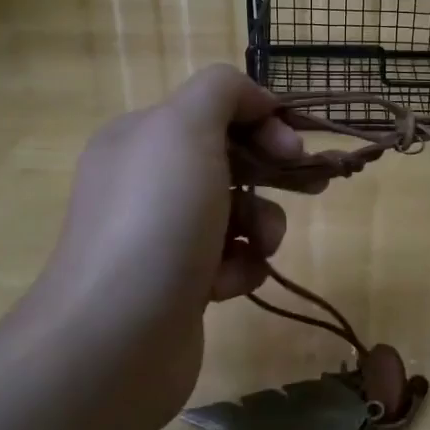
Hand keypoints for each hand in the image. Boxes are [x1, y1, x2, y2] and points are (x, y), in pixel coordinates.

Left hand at [18, 66, 310, 429]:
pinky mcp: (177, 285)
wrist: (115, 338)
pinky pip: (228, 260)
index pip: (214, 110)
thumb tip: (254, 100)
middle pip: (230, 160)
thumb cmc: (156, 220)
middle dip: (274, 171)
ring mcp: (161, 236)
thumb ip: (221, 92)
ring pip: (236, 213)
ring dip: (260, 224)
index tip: (295, 147)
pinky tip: (226, 285)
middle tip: (314, 185)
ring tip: (255, 247)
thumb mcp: (184, 128)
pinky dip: (239, 268)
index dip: (262, 121)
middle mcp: (147, 182)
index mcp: (141, 138)